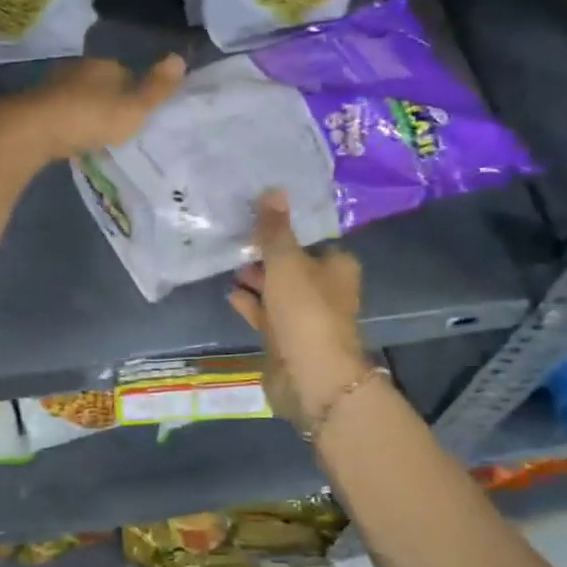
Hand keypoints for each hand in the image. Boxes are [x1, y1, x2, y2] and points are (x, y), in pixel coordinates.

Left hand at [0, 54, 184, 170]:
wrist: (31, 131)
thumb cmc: (89, 118)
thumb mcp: (133, 109)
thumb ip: (157, 88)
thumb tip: (180, 58)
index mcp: (104, 65)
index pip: (126, 72)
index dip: (135, 91)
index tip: (139, 113)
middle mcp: (77, 68)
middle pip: (101, 83)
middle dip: (109, 101)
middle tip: (118, 126)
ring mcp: (53, 85)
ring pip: (78, 96)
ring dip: (86, 111)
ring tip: (96, 135)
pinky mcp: (34, 105)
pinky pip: (59, 112)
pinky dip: (67, 122)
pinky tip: (70, 137)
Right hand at [227, 191, 372, 429]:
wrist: (311, 377)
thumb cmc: (305, 310)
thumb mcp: (286, 261)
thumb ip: (275, 229)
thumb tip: (273, 189)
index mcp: (338, 266)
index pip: (311, 239)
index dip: (286, 230)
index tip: (258, 218)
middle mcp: (327, 290)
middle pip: (294, 265)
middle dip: (267, 255)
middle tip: (236, 239)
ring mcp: (306, 318)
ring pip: (279, 291)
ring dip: (257, 280)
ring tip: (228, 263)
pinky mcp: (288, 341)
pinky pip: (267, 315)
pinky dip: (251, 304)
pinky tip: (231, 293)